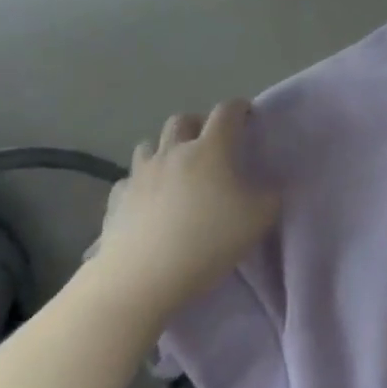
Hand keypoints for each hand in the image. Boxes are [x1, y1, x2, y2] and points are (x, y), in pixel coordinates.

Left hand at [84, 100, 279, 325]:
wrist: (141, 278)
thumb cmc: (207, 242)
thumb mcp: (258, 220)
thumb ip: (270, 197)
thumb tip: (270, 187)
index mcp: (210, 148)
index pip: (227, 112)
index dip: (239, 108)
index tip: (247, 116)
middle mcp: (173, 151)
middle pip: (182, 120)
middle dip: (198, 124)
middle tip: (210, 144)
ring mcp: (140, 174)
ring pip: (149, 145)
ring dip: (164, 150)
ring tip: (174, 171)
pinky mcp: (116, 200)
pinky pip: (127, 181)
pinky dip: (139, 184)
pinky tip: (145, 202)